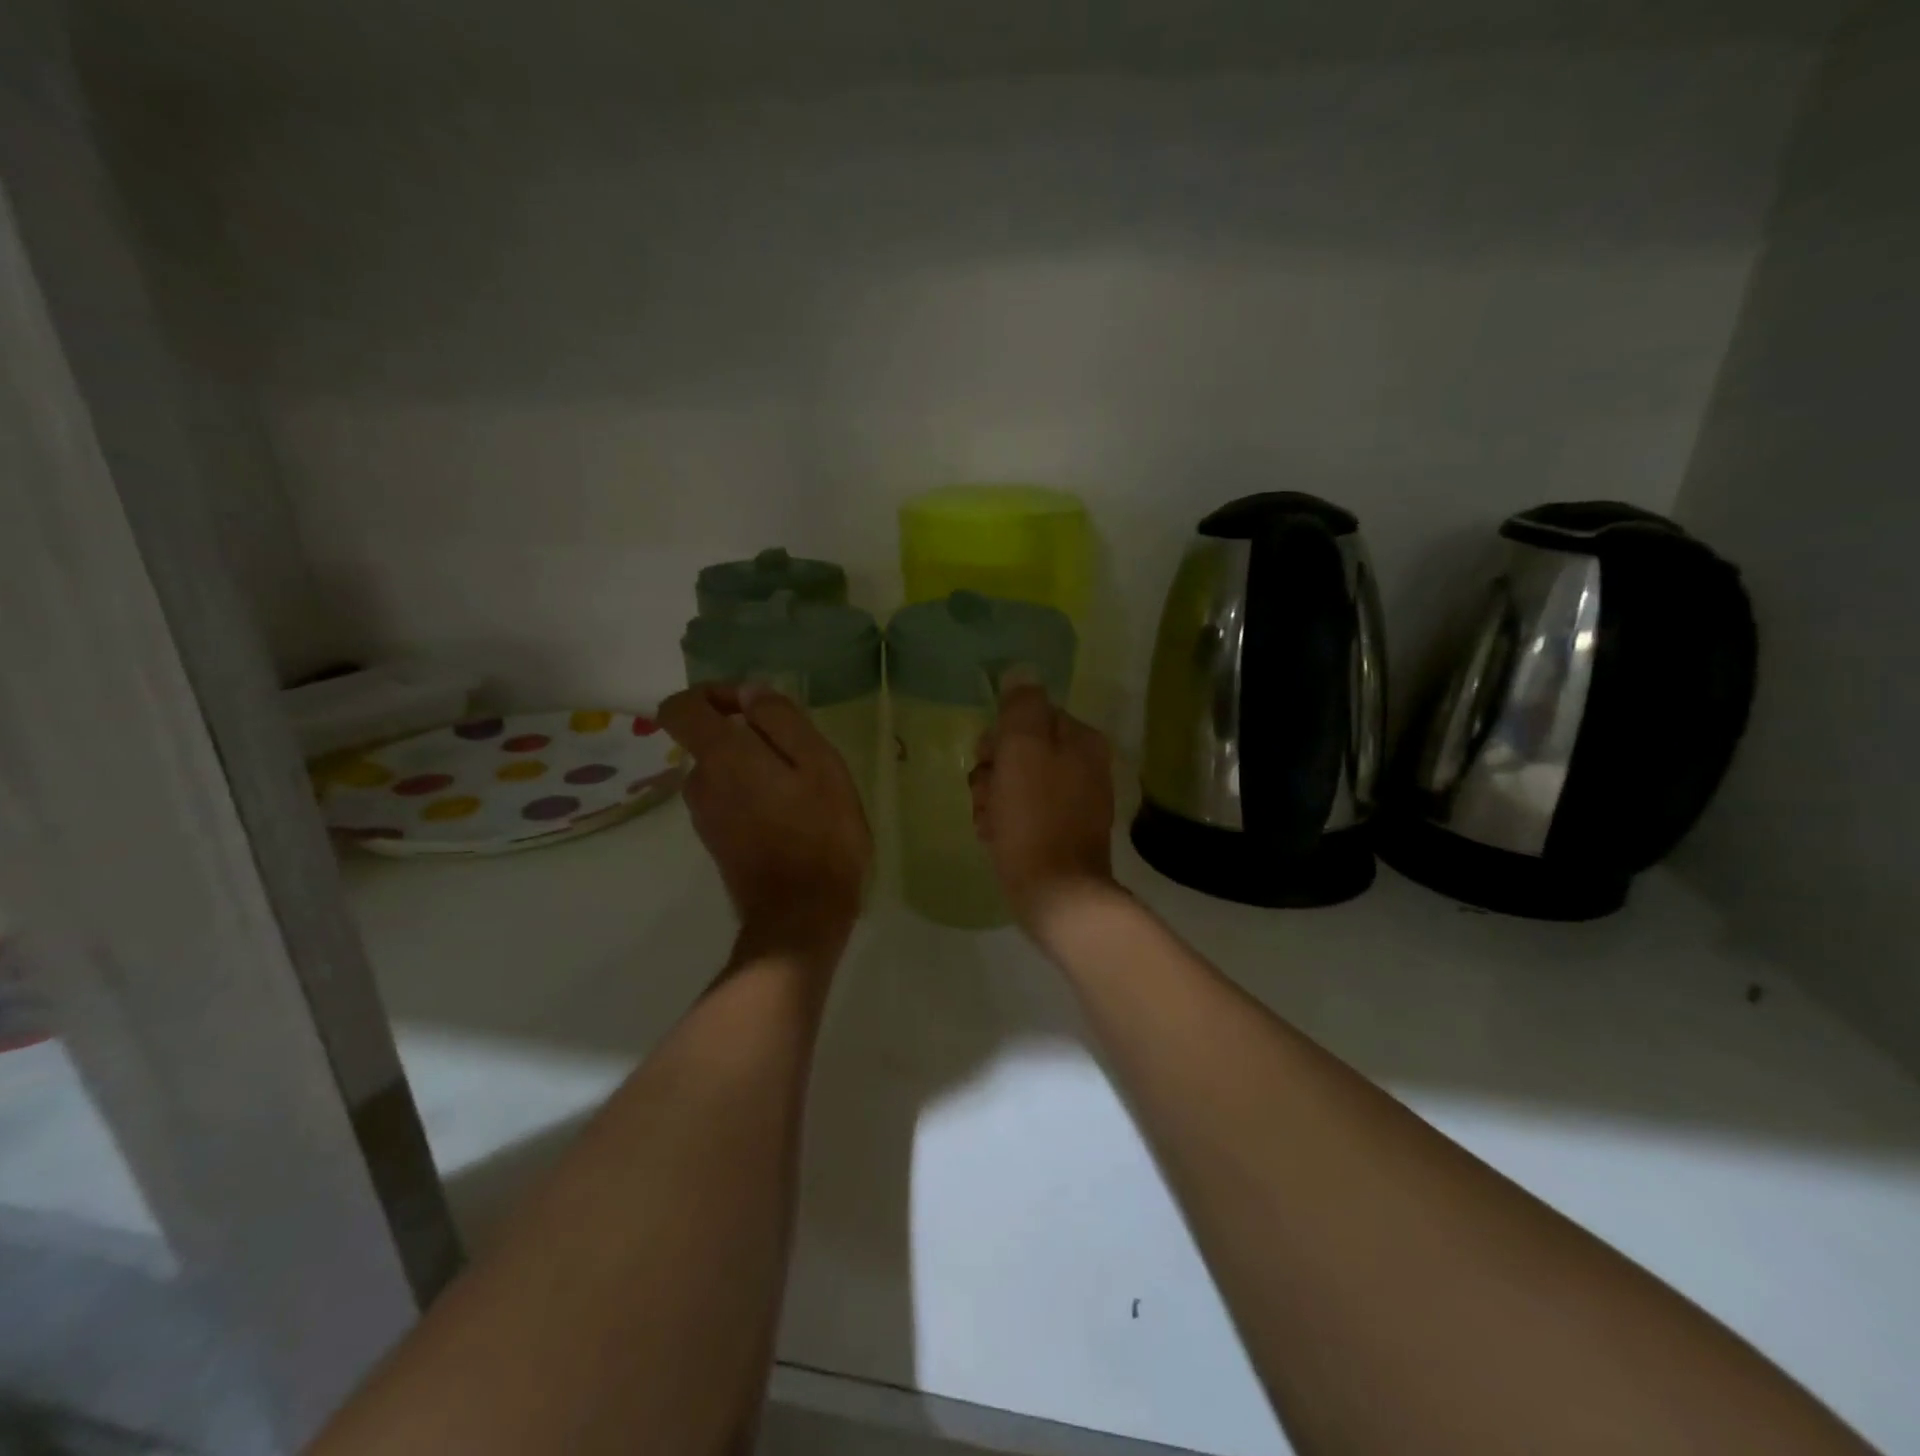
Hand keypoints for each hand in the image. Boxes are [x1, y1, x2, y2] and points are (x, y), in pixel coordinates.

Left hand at [660, 684, 871, 948]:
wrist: (801, 917)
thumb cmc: (820, 834)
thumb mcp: (819, 764)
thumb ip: (781, 720)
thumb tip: (750, 692)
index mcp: (721, 757)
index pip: (680, 707)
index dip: (713, 694)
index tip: (754, 705)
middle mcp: (700, 783)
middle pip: (710, 740)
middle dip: (750, 736)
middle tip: (801, 757)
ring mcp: (704, 817)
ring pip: (725, 772)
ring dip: (757, 769)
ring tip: (803, 791)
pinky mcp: (717, 842)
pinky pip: (730, 801)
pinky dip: (755, 797)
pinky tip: (793, 818)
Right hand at [969, 684, 1119, 932]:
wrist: (1055, 893)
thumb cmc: (1035, 817)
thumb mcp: (1023, 750)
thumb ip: (1021, 706)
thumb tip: (1020, 672)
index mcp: (1080, 740)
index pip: (1026, 716)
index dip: (999, 737)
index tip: (989, 760)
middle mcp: (1082, 765)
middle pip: (1017, 751)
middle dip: (992, 772)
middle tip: (989, 796)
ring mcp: (1072, 801)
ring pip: (1013, 783)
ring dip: (991, 800)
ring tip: (992, 823)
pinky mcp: (1058, 832)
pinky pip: (1020, 813)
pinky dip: (1003, 823)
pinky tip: (997, 839)